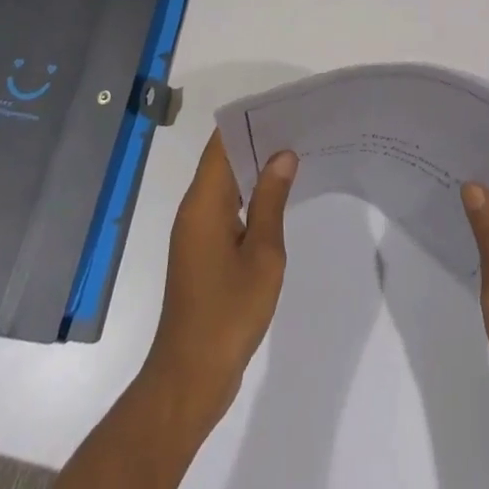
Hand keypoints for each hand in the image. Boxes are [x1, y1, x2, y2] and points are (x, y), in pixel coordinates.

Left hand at [142, 131, 296, 428]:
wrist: (190, 378)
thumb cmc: (228, 313)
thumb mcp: (262, 254)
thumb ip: (272, 200)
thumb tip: (282, 154)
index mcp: (203, 202)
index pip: (221, 143)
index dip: (248, 122)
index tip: (281, 109)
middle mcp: (194, 210)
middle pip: (222, 159)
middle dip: (257, 142)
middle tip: (298, 129)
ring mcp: (195, 233)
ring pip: (225, 185)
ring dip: (254, 170)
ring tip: (294, 157)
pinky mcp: (201, 254)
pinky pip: (225, 208)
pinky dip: (248, 197)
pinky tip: (277, 201)